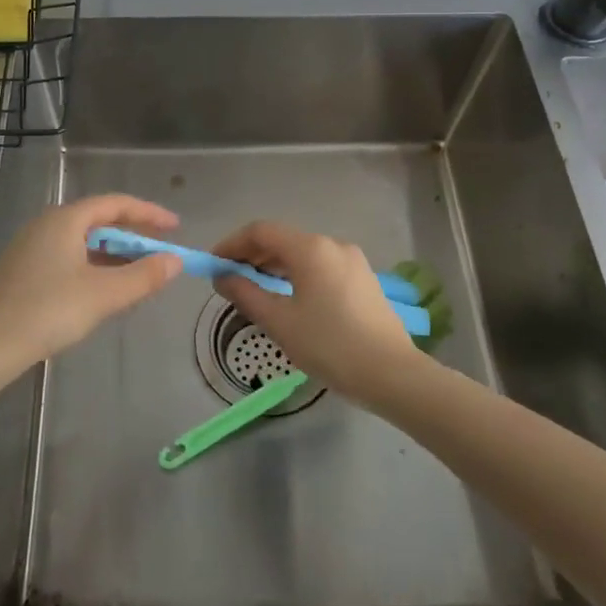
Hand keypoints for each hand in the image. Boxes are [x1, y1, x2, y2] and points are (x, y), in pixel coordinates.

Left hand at [0, 195, 182, 379]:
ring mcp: (30, 248)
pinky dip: (93, 266)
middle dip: (132, 236)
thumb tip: (175, 261)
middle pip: (98, 220)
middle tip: (159, 253)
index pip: (115, 204)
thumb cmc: (48, 311)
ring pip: (82, 242)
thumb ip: (143, 276)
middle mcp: (46, 225)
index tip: (175, 227)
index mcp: (65, 220)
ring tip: (137, 274)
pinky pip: (68, 257)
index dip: (148, 213)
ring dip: (113, 254)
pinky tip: (103, 290)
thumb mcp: (103, 294)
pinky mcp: (22, 272)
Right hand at [210, 221, 419, 402]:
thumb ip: (246, 294)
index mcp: (310, 249)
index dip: (232, 244)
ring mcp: (352, 261)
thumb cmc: (330, 345)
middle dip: (252, 255)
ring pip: (303, 254)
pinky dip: (297, 274)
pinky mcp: (363, 279)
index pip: (260, 231)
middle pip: (282, 239)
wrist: (392, 374)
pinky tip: (289, 298)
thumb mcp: (279, 322)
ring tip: (255, 290)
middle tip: (229, 280)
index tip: (213, 265)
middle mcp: (332, 244)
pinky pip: (321, 266)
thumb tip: (222, 277)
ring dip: (274, 266)